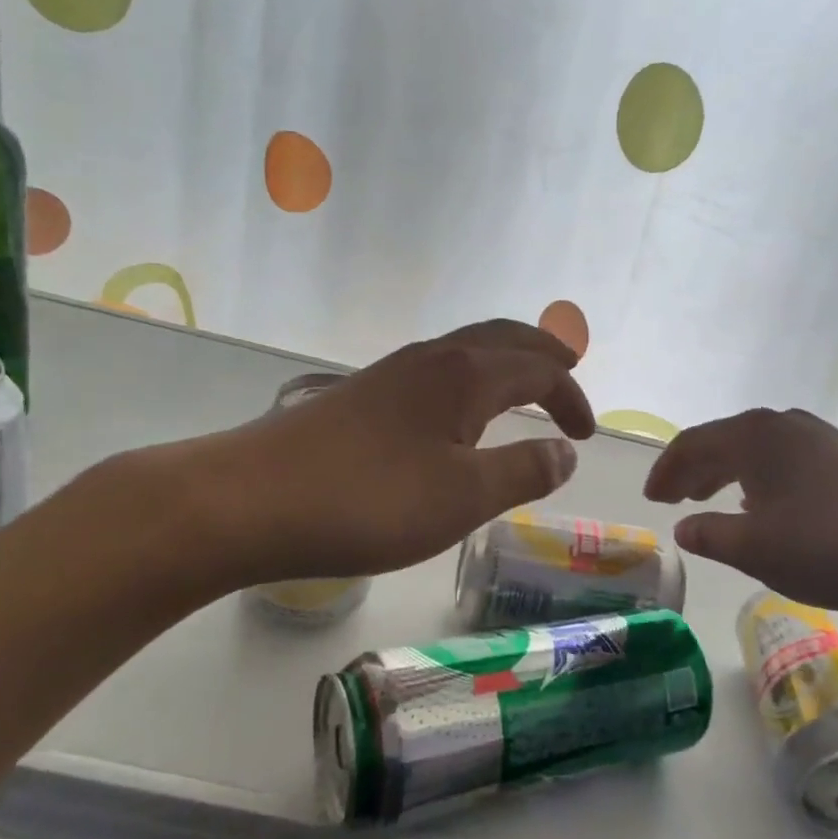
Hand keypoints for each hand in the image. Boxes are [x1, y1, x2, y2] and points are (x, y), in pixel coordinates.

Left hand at [137, 320, 594, 592]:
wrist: (249, 500)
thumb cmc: (369, 500)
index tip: (587, 436)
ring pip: (467, 350)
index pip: (539, 367)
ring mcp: (392, 373)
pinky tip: (458, 417)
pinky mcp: (362, 395)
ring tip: (523, 393)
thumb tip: (565, 452)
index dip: (571, 396)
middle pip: (504, 338)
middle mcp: (432, 358)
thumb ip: (523, 471)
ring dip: (505, 364)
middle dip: (544, 356)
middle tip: (569, 380)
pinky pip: (437, 372)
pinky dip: (471, 381)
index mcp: (465, 374)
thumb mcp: (463, 497)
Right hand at [643, 408, 837, 629]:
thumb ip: (712, 535)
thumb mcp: (758, 549)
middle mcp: (786, 426)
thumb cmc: (833, 547)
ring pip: (757, 451)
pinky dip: (761, 480)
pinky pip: (786, 462)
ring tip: (712, 499)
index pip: (693, 444)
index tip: (651, 498)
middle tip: (674, 499)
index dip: (666, 470)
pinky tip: (768, 507)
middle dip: (694, 469)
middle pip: (724, 440)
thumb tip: (684, 526)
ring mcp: (823, 439)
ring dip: (728, 474)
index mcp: (755, 436)